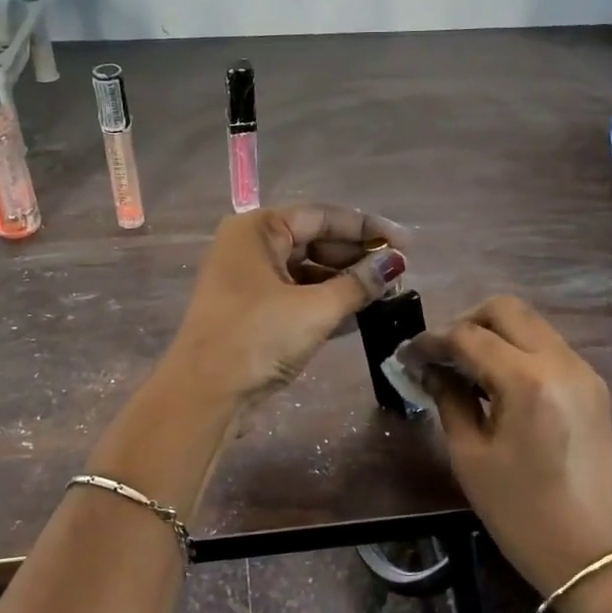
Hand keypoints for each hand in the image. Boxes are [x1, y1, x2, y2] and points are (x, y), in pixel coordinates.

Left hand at [165, 203, 408, 409]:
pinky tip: (361, 313)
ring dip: (345, 282)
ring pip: (307, 271)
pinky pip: (297, 296)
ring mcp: (249, 282)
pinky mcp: (253, 313)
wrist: (205, 395)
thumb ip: (358, 283)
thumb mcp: (315, 309)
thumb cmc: (258, 338)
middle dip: (357, 256)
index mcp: (257, 230)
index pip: (321, 217)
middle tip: (398, 271)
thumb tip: (395, 263)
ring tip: (387, 292)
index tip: (405, 242)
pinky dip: (327, 302)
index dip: (366, 228)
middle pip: (314, 241)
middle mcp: (250, 248)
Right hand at [401, 296, 611, 593]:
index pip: (469, 336)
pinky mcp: (592, 386)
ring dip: (492, 334)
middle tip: (440, 355)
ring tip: (463, 368)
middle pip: (505, 309)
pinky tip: (495, 382)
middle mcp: (561, 362)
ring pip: (530, 323)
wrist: (594, 555)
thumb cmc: (522, 513)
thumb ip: (449, 400)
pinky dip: (516, 350)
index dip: (431, 341)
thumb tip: (429, 369)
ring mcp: (582, 371)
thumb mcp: (471, 456)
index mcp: (528, 380)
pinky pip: (547, 347)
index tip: (406, 356)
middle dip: (465, 322)